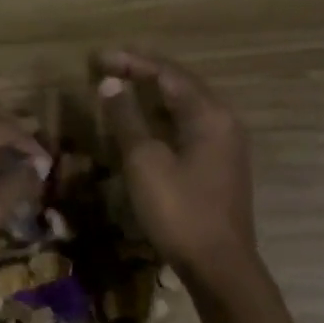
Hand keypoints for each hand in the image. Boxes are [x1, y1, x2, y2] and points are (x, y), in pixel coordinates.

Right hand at [96, 50, 254, 281]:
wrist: (219, 264)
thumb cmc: (180, 211)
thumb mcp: (145, 163)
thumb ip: (127, 119)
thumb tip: (111, 84)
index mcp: (209, 114)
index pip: (168, 74)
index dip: (132, 62)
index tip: (98, 58)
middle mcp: (224, 121)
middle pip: (181, 85)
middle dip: (143, 73)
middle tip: (107, 66)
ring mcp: (225, 145)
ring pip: (185, 107)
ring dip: (152, 96)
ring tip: (121, 88)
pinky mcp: (220, 166)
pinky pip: (189, 128)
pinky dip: (163, 119)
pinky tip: (144, 126)